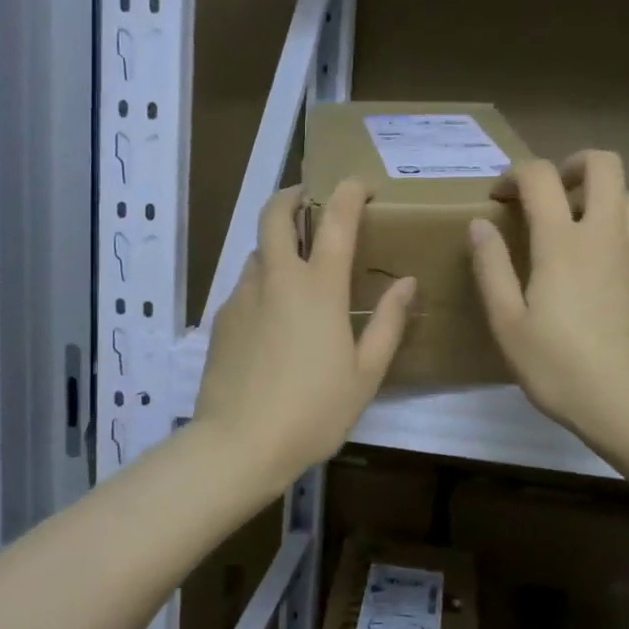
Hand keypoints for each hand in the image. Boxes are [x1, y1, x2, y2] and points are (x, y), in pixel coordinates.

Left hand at [194, 180, 415, 496]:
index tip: (360, 184)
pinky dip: (263, 283)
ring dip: (277, 245)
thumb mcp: (365, 373)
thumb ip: (388, 322)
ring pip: (258, 251)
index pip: (335, 220)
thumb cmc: (314, 411)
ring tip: (295, 269)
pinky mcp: (222, 319)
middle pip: (274, 215)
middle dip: (291, 196)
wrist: (239, 444)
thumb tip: (407, 282)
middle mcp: (277, 279)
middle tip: (308, 200)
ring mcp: (243, 296)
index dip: (348, 192)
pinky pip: (245, 286)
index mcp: (319, 288)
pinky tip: (273, 317)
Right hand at [469, 151, 628, 456]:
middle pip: (604, 164)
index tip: (497, 198)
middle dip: (571, 163)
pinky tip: (590, 261)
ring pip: (628, 193)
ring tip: (571, 223)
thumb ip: (491, 267)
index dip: (514, 174)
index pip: (541, 176)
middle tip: (547, 192)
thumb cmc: (559, 368)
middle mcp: (604, 235)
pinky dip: (612, 222)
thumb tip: (479, 224)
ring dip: (598, 193)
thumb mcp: (508, 323)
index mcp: (562, 243)